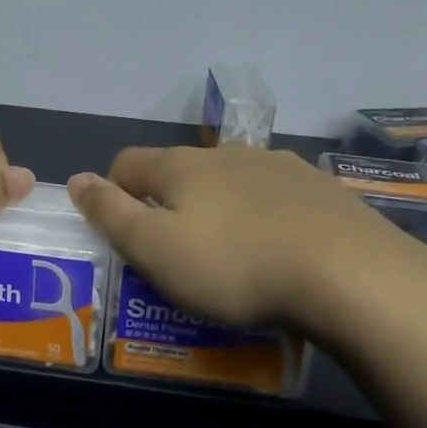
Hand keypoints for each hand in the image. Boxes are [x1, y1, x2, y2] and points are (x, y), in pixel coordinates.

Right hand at [68, 144, 419, 330]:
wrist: (350, 274)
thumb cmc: (235, 265)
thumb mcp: (156, 249)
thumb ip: (111, 214)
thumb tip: (76, 179)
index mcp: (183, 166)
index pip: (128, 163)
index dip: (110, 192)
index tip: (118, 231)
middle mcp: (228, 154)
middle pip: (179, 172)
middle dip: (165, 205)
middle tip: (171, 254)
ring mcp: (280, 167)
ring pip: (229, 183)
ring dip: (215, 210)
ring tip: (227, 257)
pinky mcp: (321, 190)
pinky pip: (273, 199)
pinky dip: (260, 219)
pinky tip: (275, 252)